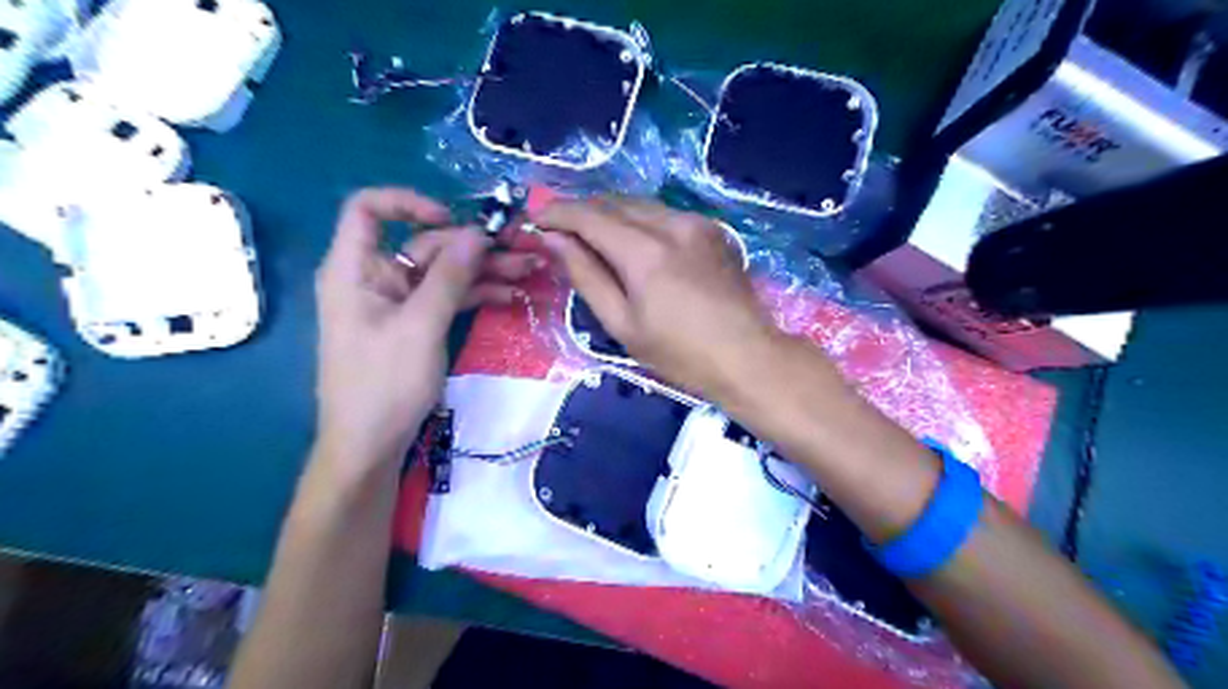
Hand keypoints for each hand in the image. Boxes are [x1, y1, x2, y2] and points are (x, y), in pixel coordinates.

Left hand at [314, 186, 541, 468]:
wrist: (370, 445)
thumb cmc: (384, 384)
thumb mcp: (420, 326)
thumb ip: (449, 276)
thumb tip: (477, 233)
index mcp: (354, 269)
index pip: (369, 210)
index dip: (409, 203)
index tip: (452, 220)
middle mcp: (374, 278)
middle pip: (422, 245)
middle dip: (470, 247)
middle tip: (520, 251)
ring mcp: (396, 303)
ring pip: (441, 272)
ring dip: (482, 271)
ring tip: (527, 271)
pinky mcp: (414, 324)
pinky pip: (445, 298)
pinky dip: (473, 295)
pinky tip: (508, 295)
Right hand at [538, 195, 785, 399]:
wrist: (748, 357)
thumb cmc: (680, 354)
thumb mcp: (623, 324)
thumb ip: (587, 276)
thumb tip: (554, 241)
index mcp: (645, 252)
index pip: (589, 216)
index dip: (557, 213)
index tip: (536, 219)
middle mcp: (672, 224)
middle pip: (614, 202)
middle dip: (581, 211)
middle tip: (559, 230)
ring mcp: (697, 222)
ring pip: (639, 204)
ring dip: (609, 214)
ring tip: (590, 235)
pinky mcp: (713, 229)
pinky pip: (664, 213)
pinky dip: (639, 220)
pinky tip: (633, 241)